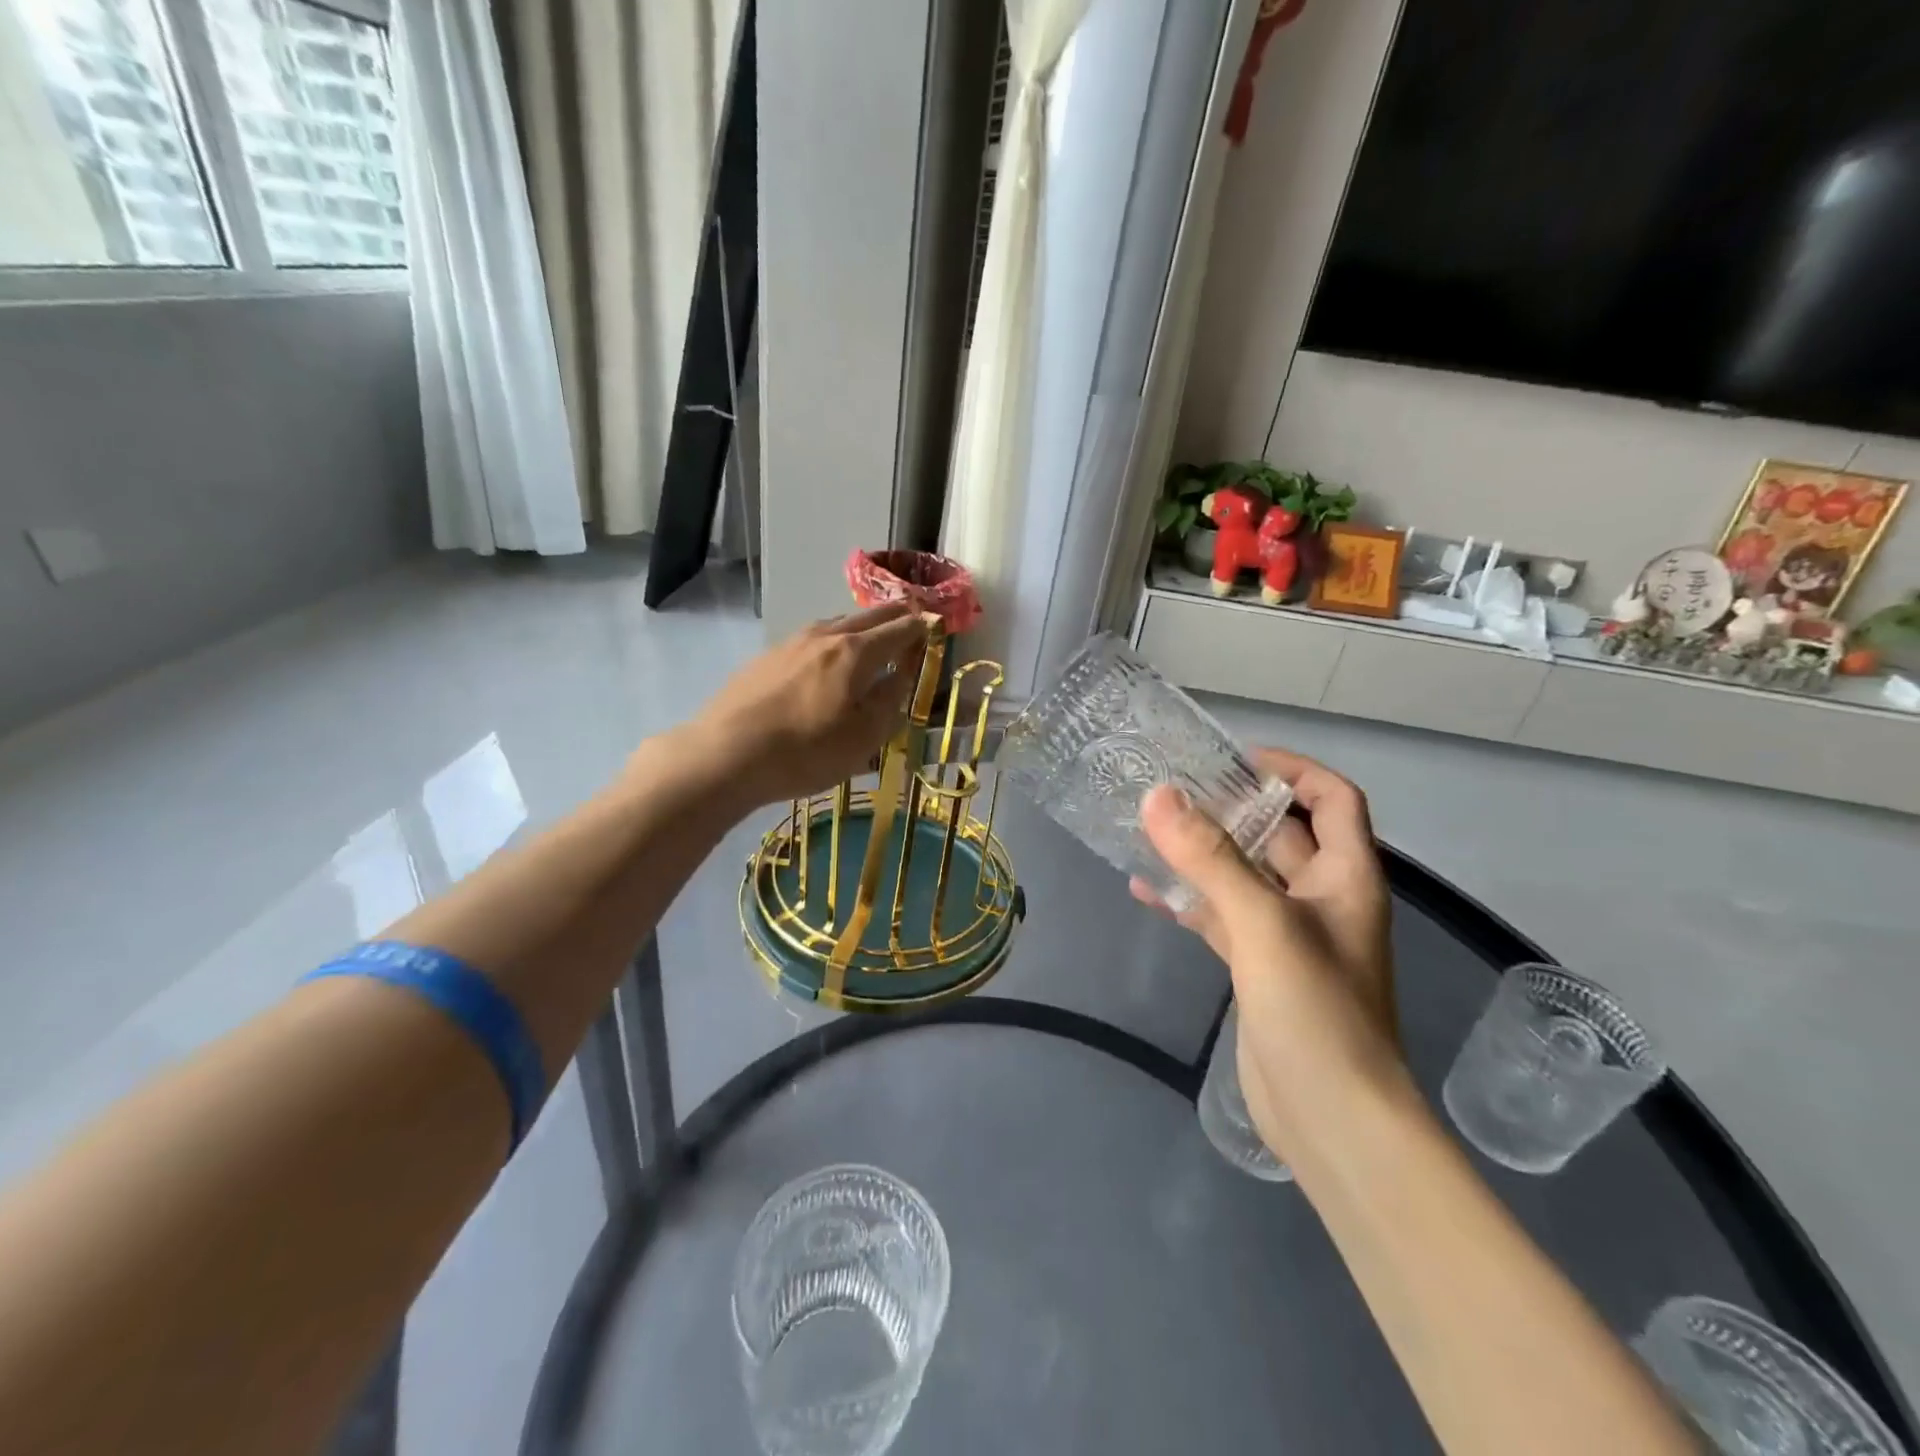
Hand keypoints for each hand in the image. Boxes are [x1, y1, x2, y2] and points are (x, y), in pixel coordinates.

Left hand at [685, 603, 930, 806]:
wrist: (725, 755)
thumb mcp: (863, 739)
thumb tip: (903, 675)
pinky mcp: (767, 657)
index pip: (900, 628)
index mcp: (856, 652)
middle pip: (869, 616)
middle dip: (896, 616)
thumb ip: (889, 702)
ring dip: (861, 627)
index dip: (922, 627)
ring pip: (837, 624)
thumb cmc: (805, 752)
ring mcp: (791, 642)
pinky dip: (832, 641)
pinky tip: (825, 661)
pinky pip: (812, 639)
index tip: (936, 627)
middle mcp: (826, 636)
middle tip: (912, 620)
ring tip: (871, 638)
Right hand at [1133, 750, 1400, 1159]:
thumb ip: (1210, 858)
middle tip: (1174, 788)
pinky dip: (1190, 900)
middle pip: (1282, 833)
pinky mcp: (1260, 968)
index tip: (1233, 759)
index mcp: (1346, 877)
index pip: (1332, 798)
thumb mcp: (1262, 924)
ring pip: (1245, 876)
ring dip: (1205, 853)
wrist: (1334, 1121)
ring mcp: (1289, 936)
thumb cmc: (1316, 1011)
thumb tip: (1158, 795)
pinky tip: (1146, 891)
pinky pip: (1223, 917)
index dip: (1291, 769)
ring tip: (1150, 829)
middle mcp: (1323, 898)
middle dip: (1233, 807)